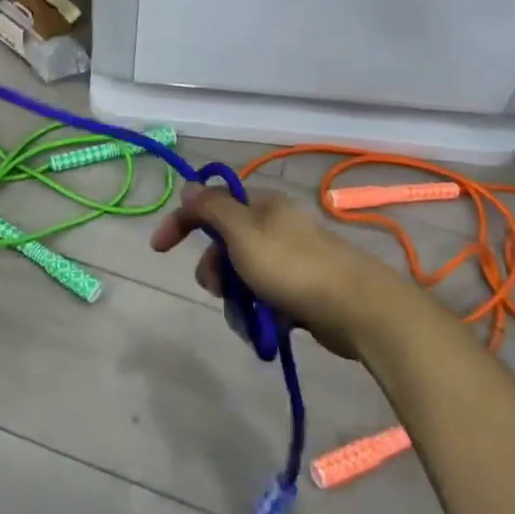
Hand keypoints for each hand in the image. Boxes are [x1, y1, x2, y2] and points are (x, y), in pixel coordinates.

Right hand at [151, 184, 410, 358]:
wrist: (356, 307)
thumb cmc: (292, 266)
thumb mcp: (242, 232)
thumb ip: (213, 208)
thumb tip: (190, 185)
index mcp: (262, 206)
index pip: (210, 204)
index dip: (181, 221)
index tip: (158, 248)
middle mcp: (275, 227)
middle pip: (225, 244)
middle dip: (214, 269)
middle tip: (219, 288)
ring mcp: (290, 259)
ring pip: (242, 275)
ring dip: (234, 296)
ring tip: (247, 316)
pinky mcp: (301, 290)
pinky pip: (263, 298)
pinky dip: (257, 311)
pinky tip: (263, 328)